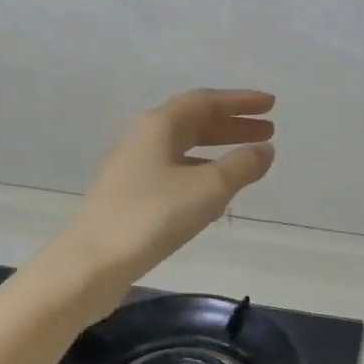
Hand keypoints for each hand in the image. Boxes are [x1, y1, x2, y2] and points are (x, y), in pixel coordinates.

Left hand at [59, 89, 275, 294]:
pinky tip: (218, 197)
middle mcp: (144, 138)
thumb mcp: (208, 189)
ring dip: (219, 150)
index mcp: (159, 125)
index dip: (240, 101)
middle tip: (268, 131)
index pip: (206, 101)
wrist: (92, 262)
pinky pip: (176, 173)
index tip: (271, 105)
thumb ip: (241, 165)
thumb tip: (264, 149)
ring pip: (185, 149)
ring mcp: (134, 167)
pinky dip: (203, 175)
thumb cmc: (153, 216)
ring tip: (250, 161)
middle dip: (233, 125)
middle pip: (195, 122)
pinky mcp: (131, 195)